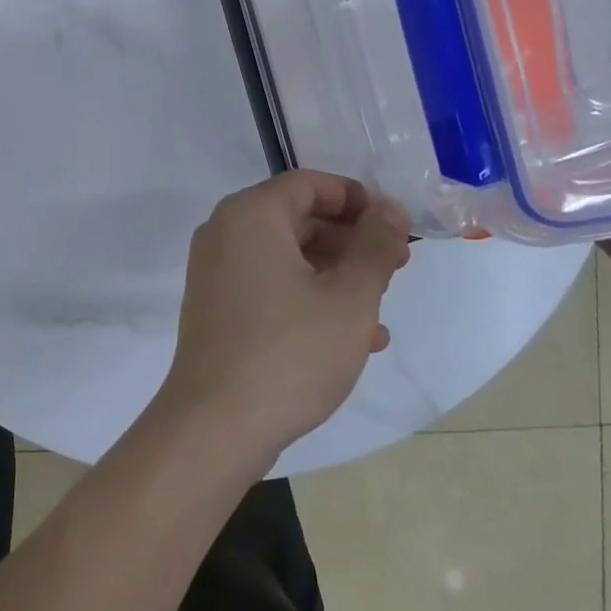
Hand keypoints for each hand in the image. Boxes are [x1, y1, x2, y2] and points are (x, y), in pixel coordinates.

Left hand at [157, 171, 411, 469]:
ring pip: (287, 255)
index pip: (310, 184)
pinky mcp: (216, 306)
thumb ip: (375, 246)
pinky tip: (351, 337)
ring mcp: (216, 271)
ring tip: (380, 307)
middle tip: (396, 266)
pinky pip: (269, 285)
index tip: (395, 226)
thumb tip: (390, 209)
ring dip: (335, 274)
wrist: (214, 425)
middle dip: (350, 240)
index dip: (357, 199)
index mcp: (251, 214)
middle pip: (298, 218)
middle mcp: (226, 232)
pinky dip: (307, 297)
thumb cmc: (289, 352)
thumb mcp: (349, 298)